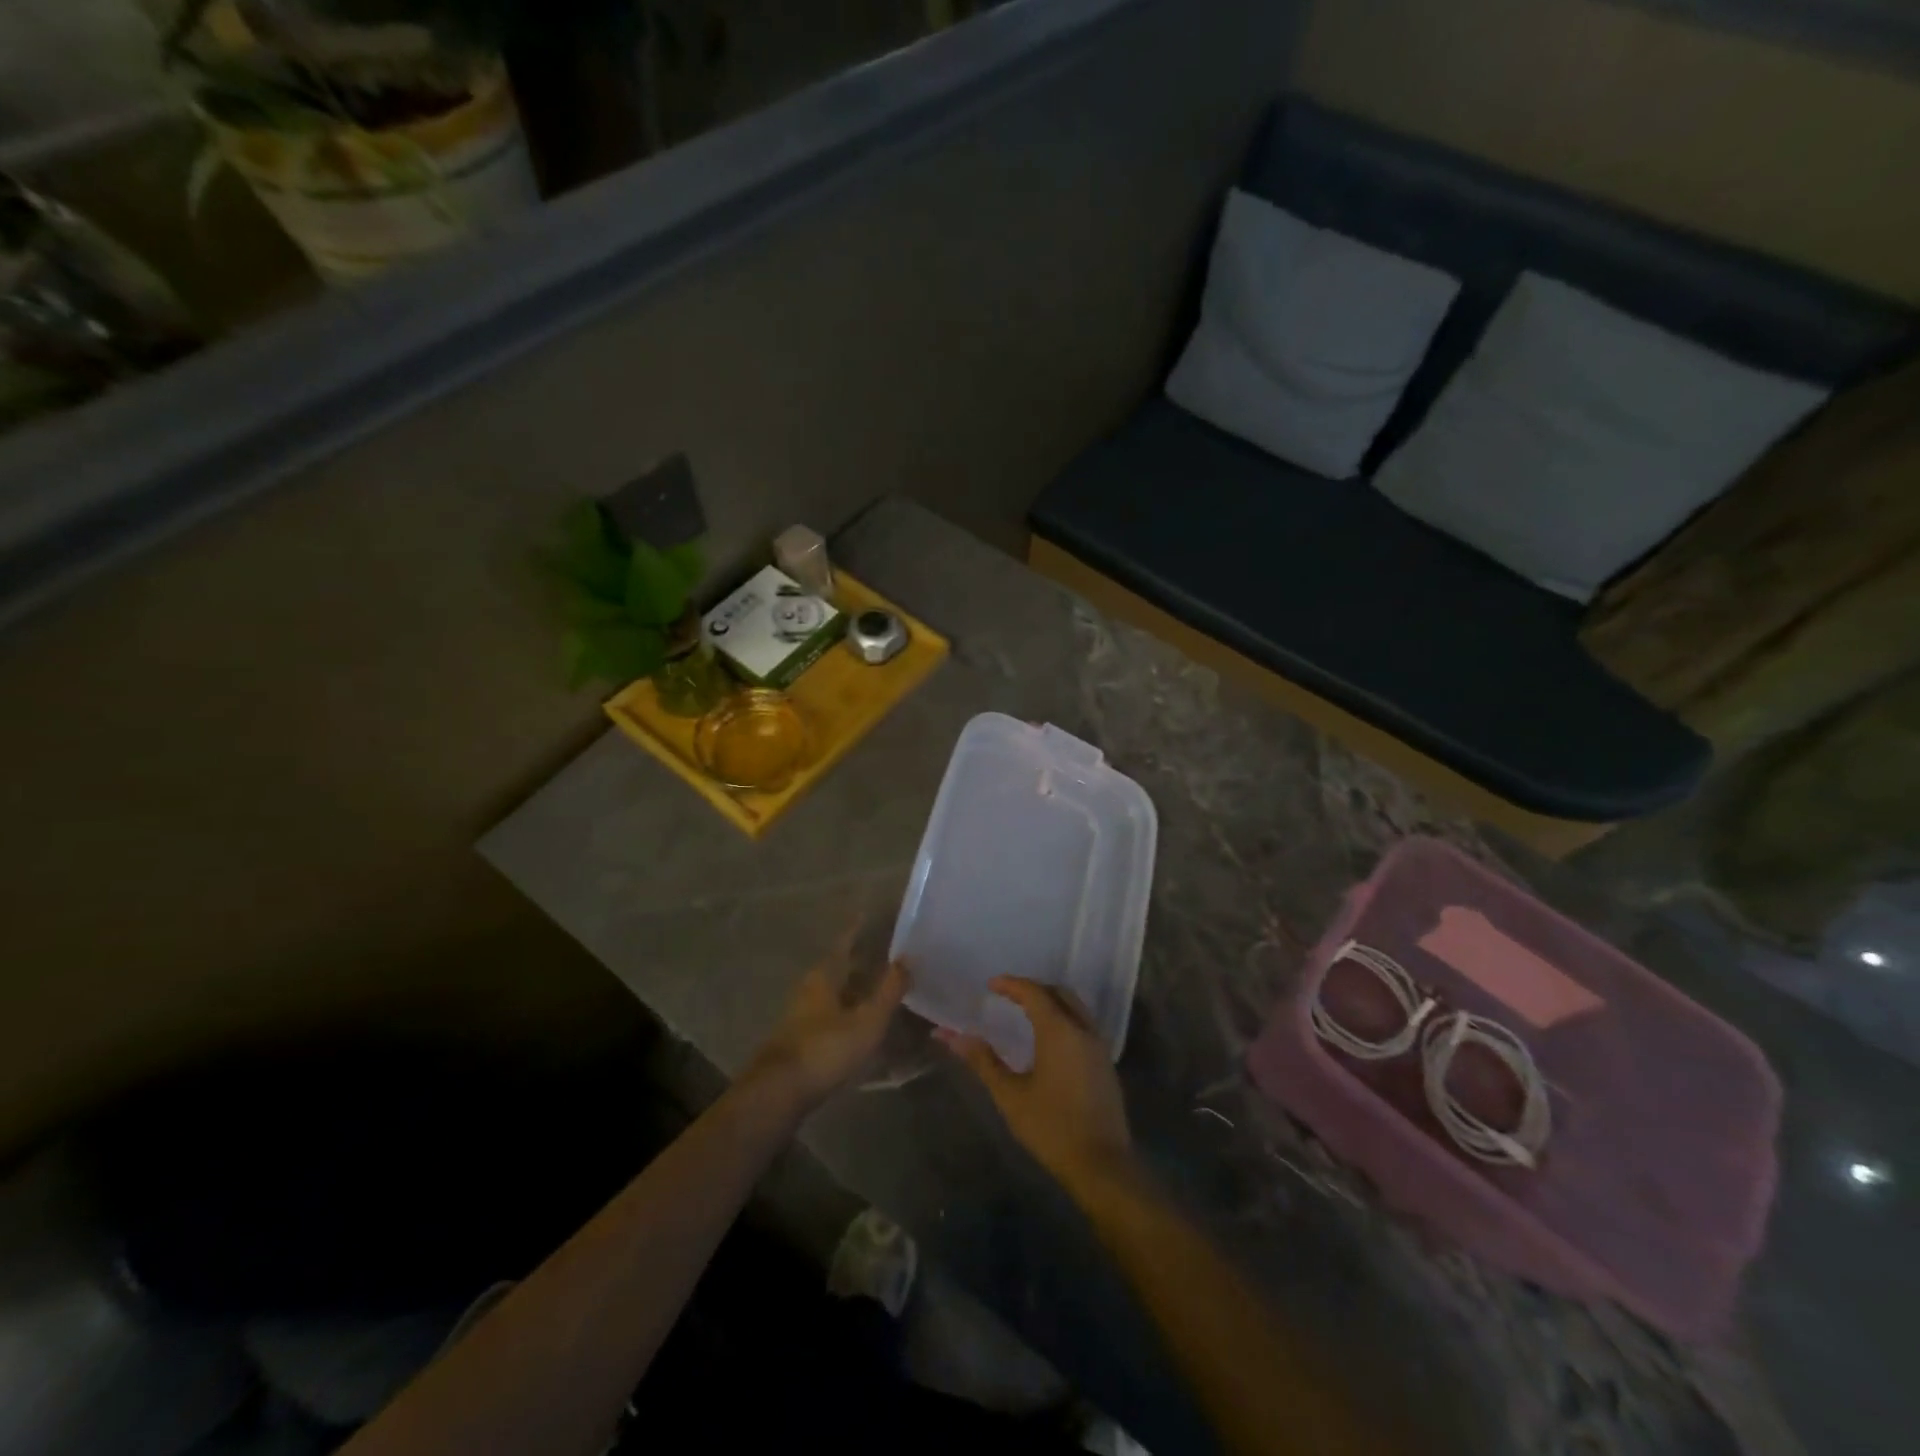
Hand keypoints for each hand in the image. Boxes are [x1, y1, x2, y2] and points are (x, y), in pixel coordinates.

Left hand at [746, 935, 907, 1112]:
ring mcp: (803, 1015)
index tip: (872, 915)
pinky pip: (832, 1013)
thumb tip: (908, 957)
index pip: (845, 942)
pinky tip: (864, 1021)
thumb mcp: (867, 1020)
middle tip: (887, 953)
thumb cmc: (826, 1049)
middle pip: (839, 966)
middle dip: (861, 959)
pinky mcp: (802, 1039)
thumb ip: (889, 990)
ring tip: (881, 986)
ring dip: (856, 987)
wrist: (780, 1093)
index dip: (858, 929)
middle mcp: (811, 988)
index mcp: (825, 975)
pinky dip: (850, 1010)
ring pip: (835, 991)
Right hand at [941, 977, 1134, 1198]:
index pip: (1034, 993)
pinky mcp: (1106, 1063)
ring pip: (1075, 1007)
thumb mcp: (1010, 1095)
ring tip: (1027, 1011)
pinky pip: (1083, 1024)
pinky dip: (1065, 1017)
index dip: (1012, 984)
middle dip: (1034, 988)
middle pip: (1059, 993)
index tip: (991, 984)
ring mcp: (1098, 1046)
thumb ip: (983, 1061)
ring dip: (1052, 1001)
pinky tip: (1050, 1038)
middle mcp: (1082, 1029)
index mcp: (1059, 1031)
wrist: (1101, 1163)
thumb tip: (950, 1035)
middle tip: (1009, 995)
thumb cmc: (1051, 1127)